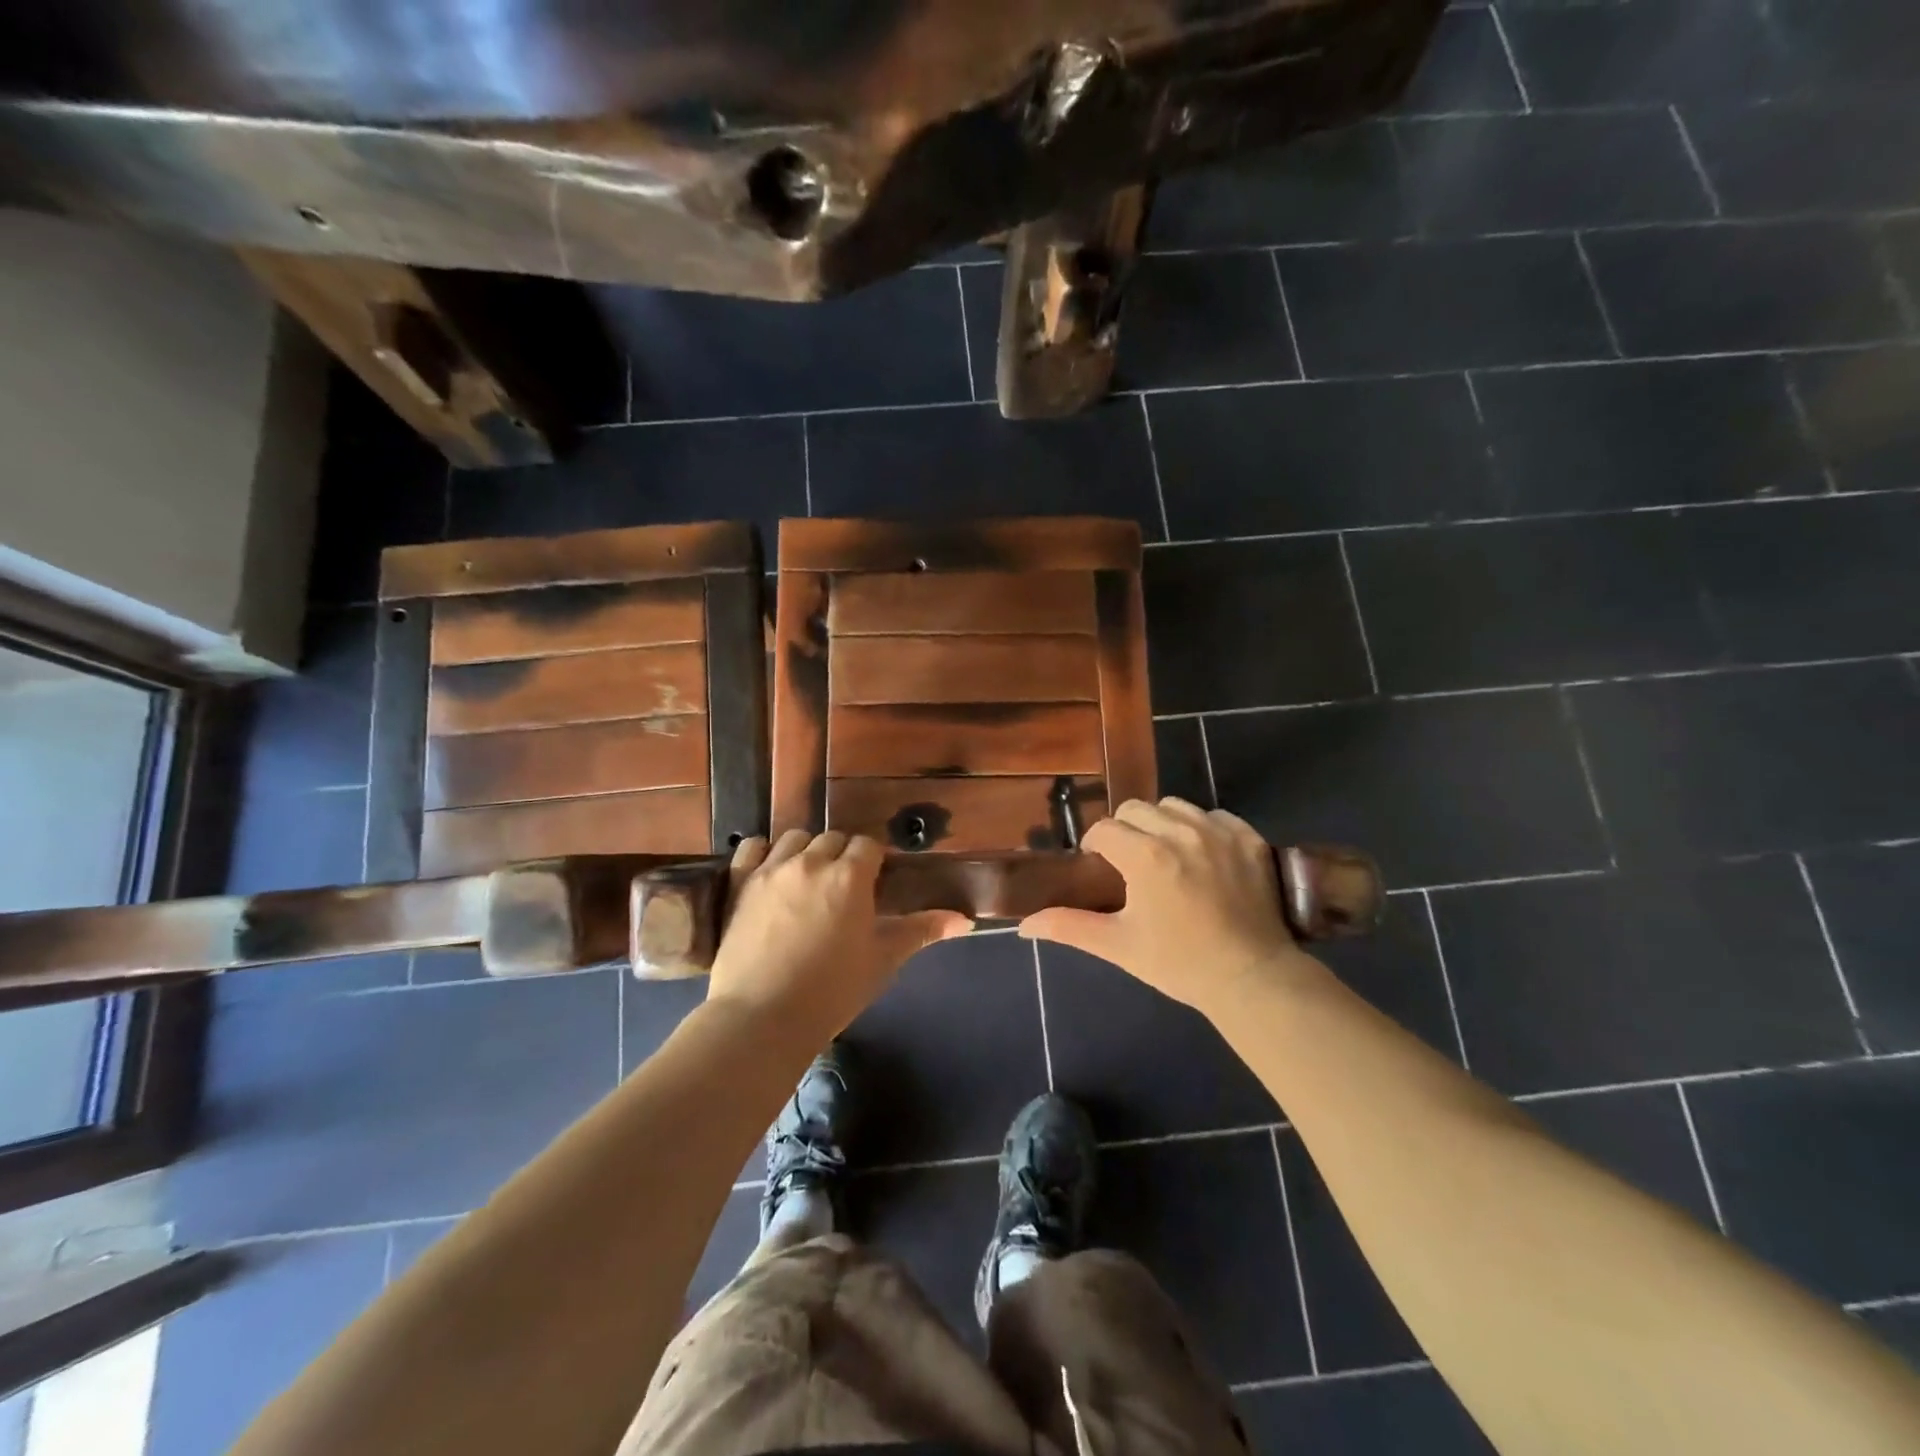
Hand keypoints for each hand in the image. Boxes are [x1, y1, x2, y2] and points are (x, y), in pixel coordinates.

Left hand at [706, 830, 969, 1038]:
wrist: (762, 1018)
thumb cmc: (832, 992)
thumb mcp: (882, 960)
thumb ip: (921, 931)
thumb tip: (965, 920)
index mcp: (850, 876)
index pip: (868, 846)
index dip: (874, 861)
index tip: (874, 882)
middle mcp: (811, 862)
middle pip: (833, 838)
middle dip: (842, 855)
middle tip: (843, 888)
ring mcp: (771, 869)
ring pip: (795, 838)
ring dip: (807, 850)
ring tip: (808, 878)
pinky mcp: (740, 883)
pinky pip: (752, 847)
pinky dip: (763, 852)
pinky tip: (770, 870)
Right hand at [1019, 798, 1323, 1017]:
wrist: (1252, 979)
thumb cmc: (1179, 964)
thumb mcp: (1118, 946)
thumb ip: (1069, 926)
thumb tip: (1024, 924)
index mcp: (1145, 856)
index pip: (1104, 829)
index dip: (1095, 846)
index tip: (1100, 867)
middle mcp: (1180, 832)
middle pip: (1136, 809)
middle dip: (1125, 830)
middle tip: (1130, 863)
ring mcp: (1219, 831)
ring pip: (1174, 806)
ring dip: (1162, 824)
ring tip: (1166, 855)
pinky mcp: (1249, 838)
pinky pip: (1214, 815)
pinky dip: (1202, 828)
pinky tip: (1203, 856)